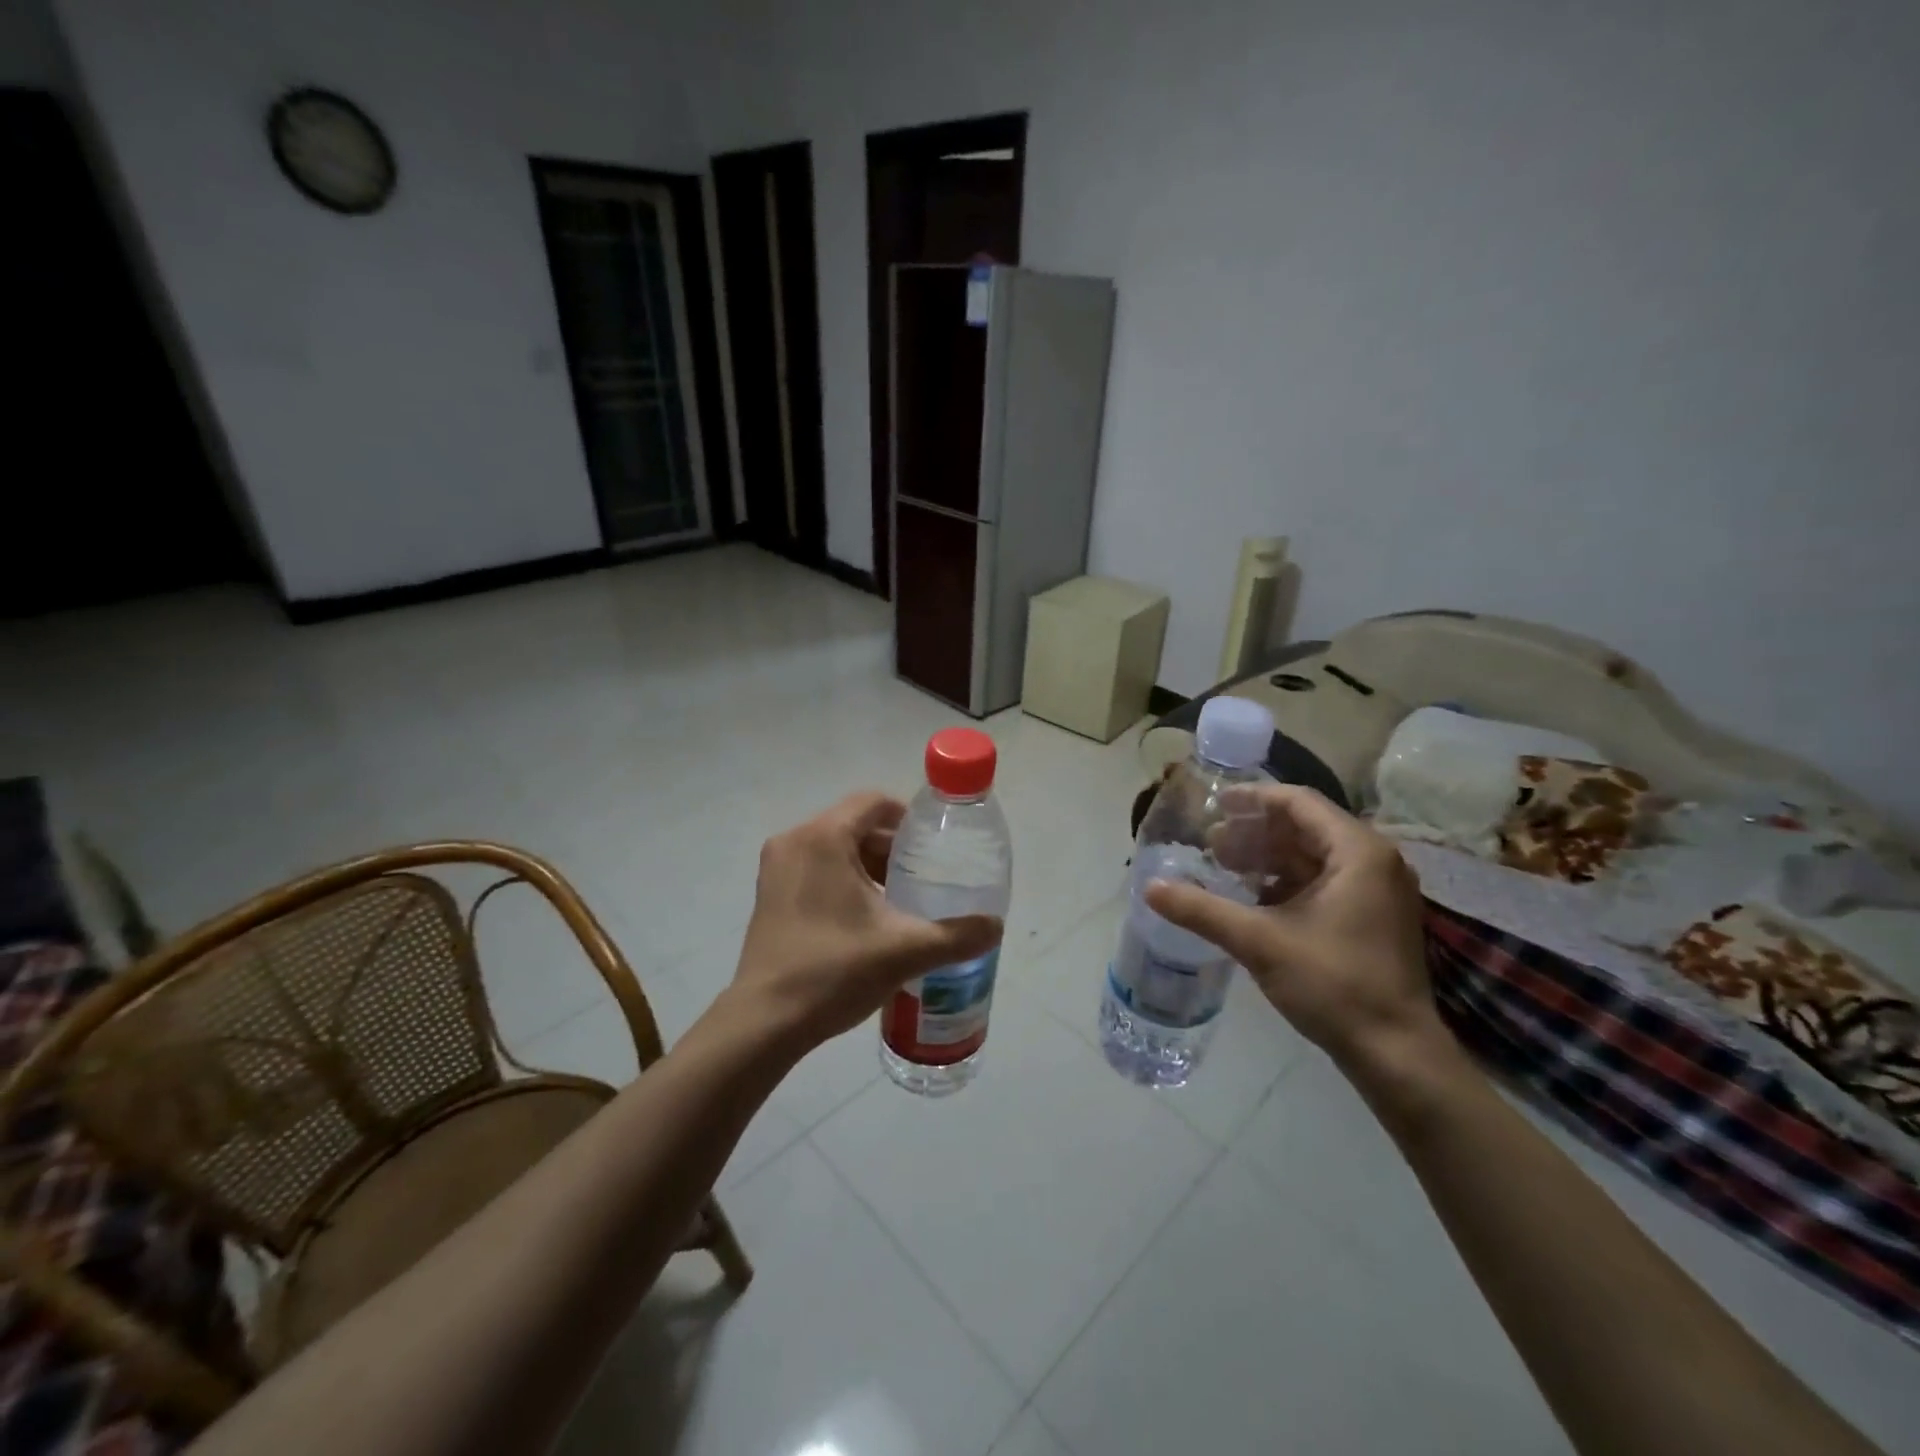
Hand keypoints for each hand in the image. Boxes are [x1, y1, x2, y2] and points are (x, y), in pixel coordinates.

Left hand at [731, 791, 1003, 1046]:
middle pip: (854, 825)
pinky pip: (814, 868)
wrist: (765, 1022)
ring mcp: (776, 868)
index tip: (933, 846)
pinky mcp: (768, 895)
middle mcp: (794, 841)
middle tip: (922, 878)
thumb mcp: (905, 951)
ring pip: (833, 848)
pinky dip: (842, 880)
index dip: (908, 818)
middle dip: (890, 848)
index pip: (873, 803)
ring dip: (867, 866)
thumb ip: (956, 935)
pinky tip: (865, 919)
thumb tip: (996, 927)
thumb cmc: (834, 971)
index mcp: (823, 838)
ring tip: (899, 900)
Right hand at [1145, 784, 1443, 1068]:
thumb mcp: (1259, 942)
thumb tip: (1149, 888)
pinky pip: (1324, 880)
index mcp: (1357, 852)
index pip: (1298, 802)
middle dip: (1254, 832)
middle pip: (1305, 827)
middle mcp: (1374, 861)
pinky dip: (1286, 881)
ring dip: (1267, 857)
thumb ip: (1202, 910)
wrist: (1395, 1053)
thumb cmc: (1333, 983)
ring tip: (1223, 868)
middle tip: (1209, 843)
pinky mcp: (1373, 916)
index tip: (1212, 806)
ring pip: (1313, 855)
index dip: (1252, 799)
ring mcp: (1378, 890)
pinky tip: (1251, 898)